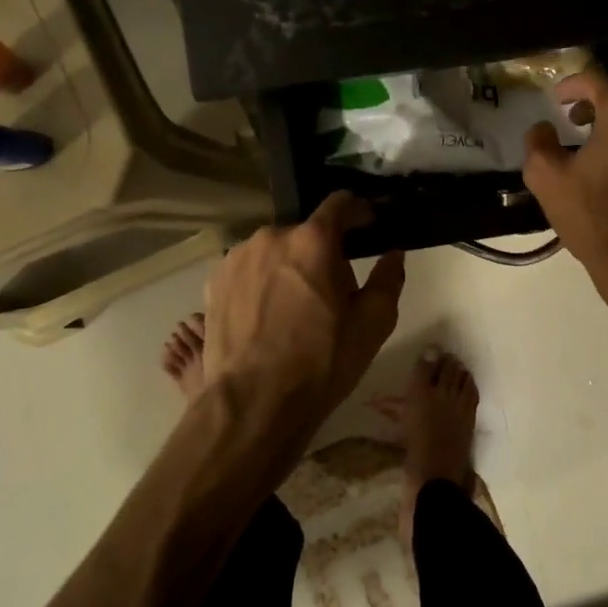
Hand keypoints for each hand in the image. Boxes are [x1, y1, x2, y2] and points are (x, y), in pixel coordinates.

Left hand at [201, 191, 406, 439]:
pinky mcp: (214, 281)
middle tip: (332, 286)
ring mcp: (236, 257)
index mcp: (313, 240)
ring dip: (289, 265)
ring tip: (295, 305)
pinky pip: (248, 270)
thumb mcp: (373, 323)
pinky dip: (261, 282)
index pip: (340, 203)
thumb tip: (393, 254)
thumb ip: (388, 278)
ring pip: (274, 251)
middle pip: (305, 232)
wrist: (253, 403)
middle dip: (322, 249)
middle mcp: (271, 236)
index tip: (368, 224)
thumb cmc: (322, 361)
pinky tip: (267, 315)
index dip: (358, 210)